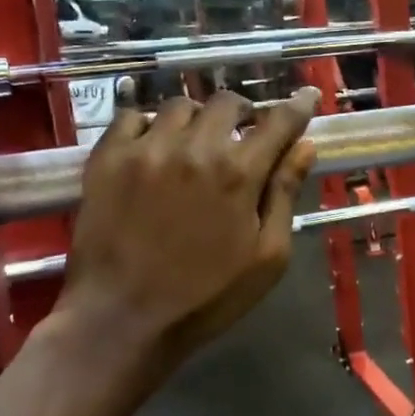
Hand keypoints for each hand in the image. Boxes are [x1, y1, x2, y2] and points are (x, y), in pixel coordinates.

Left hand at [61, 88, 318, 373]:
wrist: (122, 320)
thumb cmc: (207, 297)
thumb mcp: (266, 257)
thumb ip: (285, 195)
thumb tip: (305, 148)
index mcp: (239, 173)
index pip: (279, 122)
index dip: (298, 106)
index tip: (307, 96)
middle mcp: (194, 148)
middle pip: (226, 102)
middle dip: (243, 112)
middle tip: (241, 134)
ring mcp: (146, 149)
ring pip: (179, 106)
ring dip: (197, 119)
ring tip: (194, 143)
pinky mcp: (107, 159)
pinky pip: (131, 117)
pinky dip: (149, 124)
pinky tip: (153, 148)